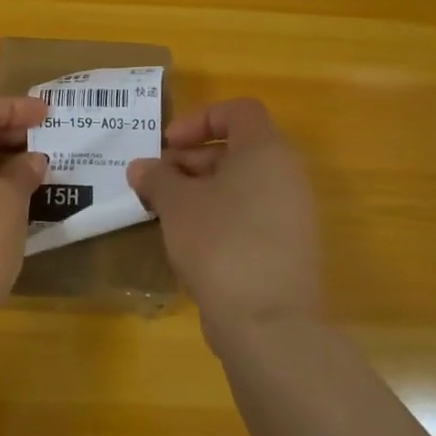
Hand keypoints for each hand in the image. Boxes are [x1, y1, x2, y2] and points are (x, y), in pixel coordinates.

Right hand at [127, 98, 321, 334]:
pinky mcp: (290, 249)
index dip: (198, 120)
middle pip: (238, 149)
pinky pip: (252, 216)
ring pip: (243, 185)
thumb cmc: (220, 243)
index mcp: (266, 151)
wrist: (269, 324)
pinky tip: (190, 242)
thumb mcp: (176, 204)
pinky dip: (220, 217)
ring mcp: (294, 215)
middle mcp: (288, 176)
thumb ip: (156, 178)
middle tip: (157, 182)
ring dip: (202, 190)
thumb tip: (141, 168)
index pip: (237, 111)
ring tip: (166, 213)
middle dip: (192, 160)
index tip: (167, 145)